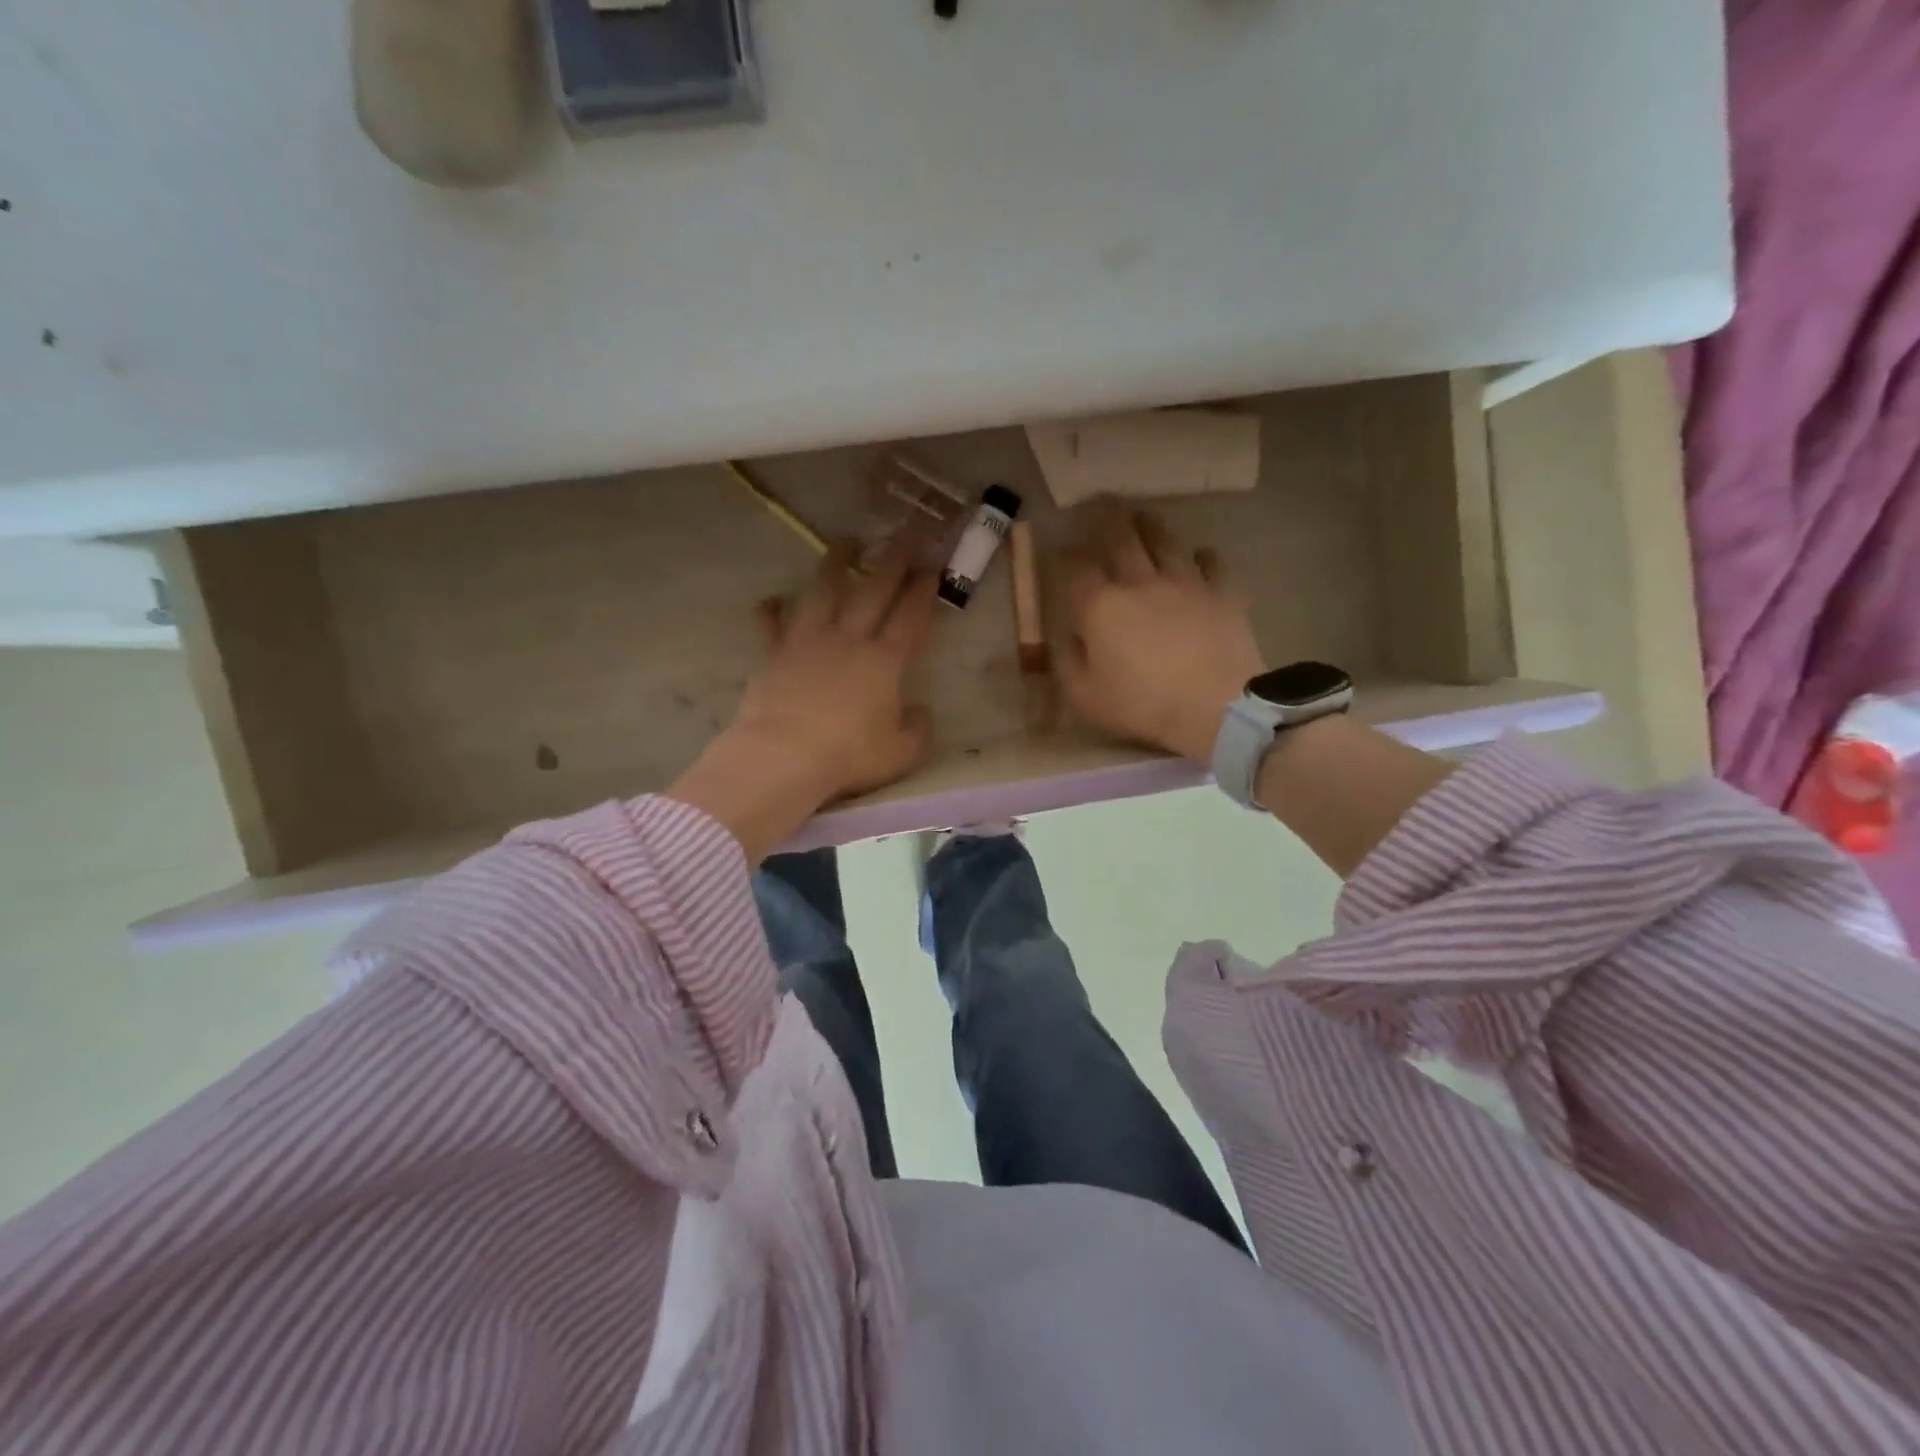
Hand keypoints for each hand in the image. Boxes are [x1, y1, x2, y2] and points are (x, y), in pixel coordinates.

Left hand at [669, 543, 937, 860]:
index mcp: (884, 662)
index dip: (924, 590)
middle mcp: (849, 641)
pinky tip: (772, 600)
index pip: (911, 617)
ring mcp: (808, 642)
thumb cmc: (848, 756)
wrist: (784, 756)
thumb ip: (918, 730)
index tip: (933, 566)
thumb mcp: (900, 754)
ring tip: (846, 541)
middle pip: (874, 592)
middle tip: (904, 534)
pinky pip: (771, 625)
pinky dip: (771, 611)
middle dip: (892, 561)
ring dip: (836, 563)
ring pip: (824, 591)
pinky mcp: (774, 654)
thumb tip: (921, 711)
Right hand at [1059, 503, 1264, 765]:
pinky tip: (1197, 556)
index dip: (1063, 554)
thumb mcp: (1084, 696)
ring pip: (1164, 539)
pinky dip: (1201, 555)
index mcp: (1100, 605)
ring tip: (1141, 516)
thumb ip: (1068, 661)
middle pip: (1120, 536)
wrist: (1215, 707)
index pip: (1075, 566)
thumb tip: (1068, 635)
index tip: (1059, 551)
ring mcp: (1184, 581)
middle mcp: (1139, 581)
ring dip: (1149, 524)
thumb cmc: (1142, 705)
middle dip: (1105, 516)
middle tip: (1099, 502)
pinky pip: (1211, 561)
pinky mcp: (1221, 592)